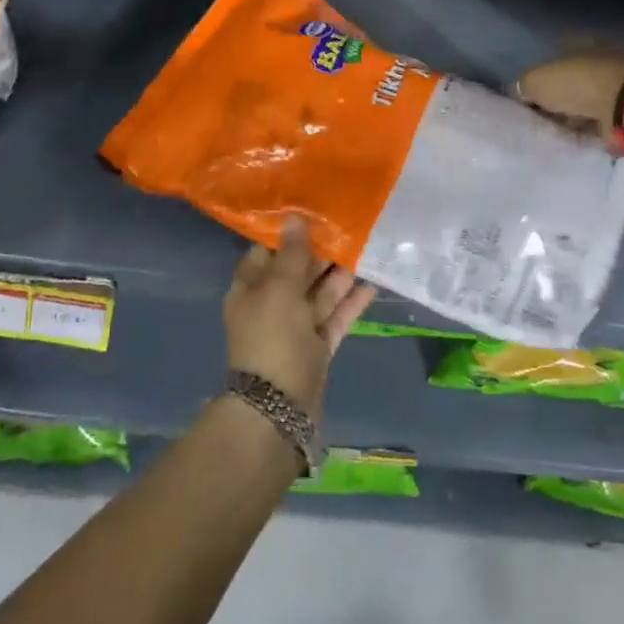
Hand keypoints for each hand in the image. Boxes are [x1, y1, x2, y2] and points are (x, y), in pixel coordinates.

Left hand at [224, 217, 375, 418]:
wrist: (278, 410)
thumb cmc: (272, 339)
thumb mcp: (278, 289)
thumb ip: (291, 254)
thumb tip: (294, 218)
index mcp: (250, 289)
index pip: (267, 252)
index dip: (288, 234)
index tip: (315, 213)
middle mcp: (271, 305)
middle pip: (297, 272)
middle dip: (322, 253)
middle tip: (351, 227)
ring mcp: (295, 329)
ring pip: (320, 294)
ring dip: (341, 274)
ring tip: (368, 247)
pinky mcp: (317, 347)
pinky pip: (335, 317)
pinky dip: (351, 301)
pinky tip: (373, 282)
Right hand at [515, 51, 623, 144]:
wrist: (622, 108)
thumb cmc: (576, 84)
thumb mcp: (535, 81)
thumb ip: (523, 85)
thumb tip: (521, 92)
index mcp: (580, 43)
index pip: (554, 57)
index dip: (540, 76)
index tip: (529, 96)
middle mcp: (600, 59)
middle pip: (571, 79)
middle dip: (557, 96)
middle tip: (541, 115)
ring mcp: (616, 84)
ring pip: (585, 100)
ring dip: (573, 114)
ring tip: (555, 130)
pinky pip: (598, 118)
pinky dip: (587, 126)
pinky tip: (574, 137)